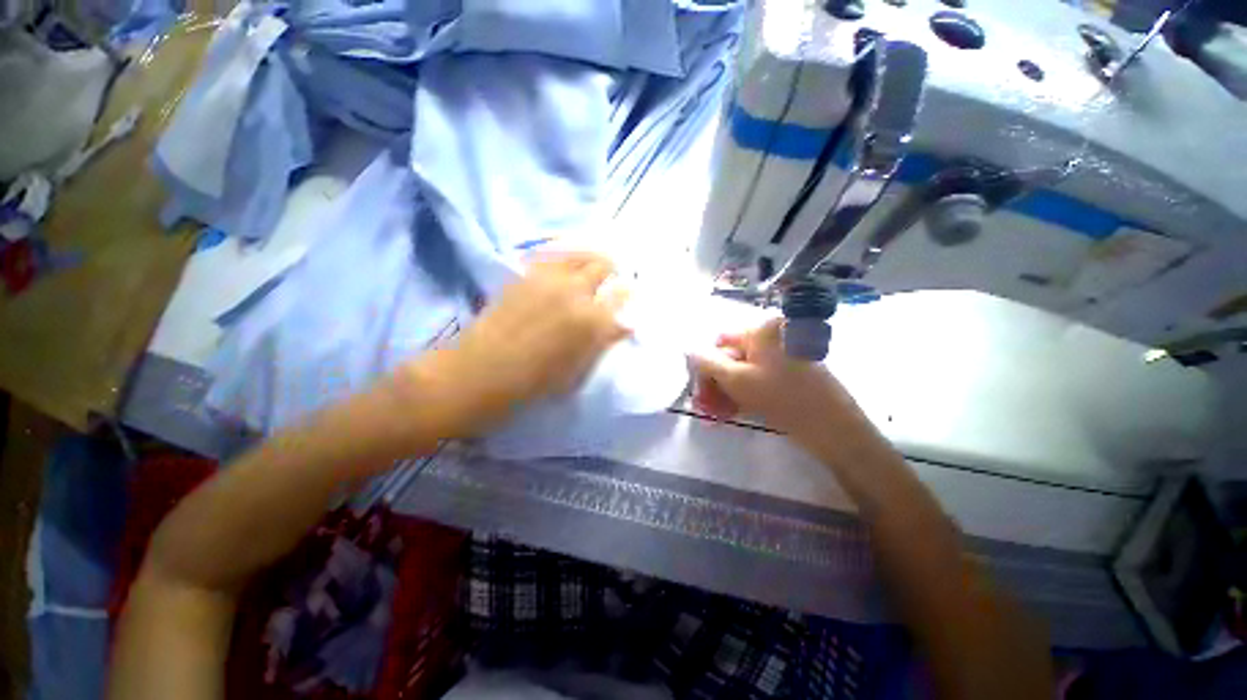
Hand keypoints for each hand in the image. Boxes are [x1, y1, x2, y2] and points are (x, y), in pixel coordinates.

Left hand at [394, 253, 630, 437]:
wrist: (482, 371)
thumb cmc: (535, 382)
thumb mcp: (578, 370)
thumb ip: (601, 343)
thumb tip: (621, 325)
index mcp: (593, 321)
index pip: (621, 296)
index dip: (627, 294)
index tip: (628, 295)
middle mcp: (575, 292)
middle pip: (604, 266)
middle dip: (613, 271)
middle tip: (612, 278)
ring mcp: (549, 279)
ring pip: (580, 254)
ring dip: (592, 258)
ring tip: (593, 266)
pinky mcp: (527, 275)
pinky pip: (554, 256)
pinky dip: (567, 257)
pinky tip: (567, 265)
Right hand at [688, 318, 862, 441]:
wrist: (832, 426)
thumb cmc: (781, 396)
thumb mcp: (736, 378)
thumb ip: (707, 362)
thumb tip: (688, 349)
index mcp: (761, 331)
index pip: (720, 342)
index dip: (705, 365)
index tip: (698, 389)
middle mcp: (771, 338)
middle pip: (731, 358)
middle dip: (714, 382)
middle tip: (704, 406)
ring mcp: (781, 357)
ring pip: (743, 372)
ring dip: (725, 391)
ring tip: (715, 414)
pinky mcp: (787, 375)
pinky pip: (757, 381)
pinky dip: (742, 394)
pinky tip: (731, 412)